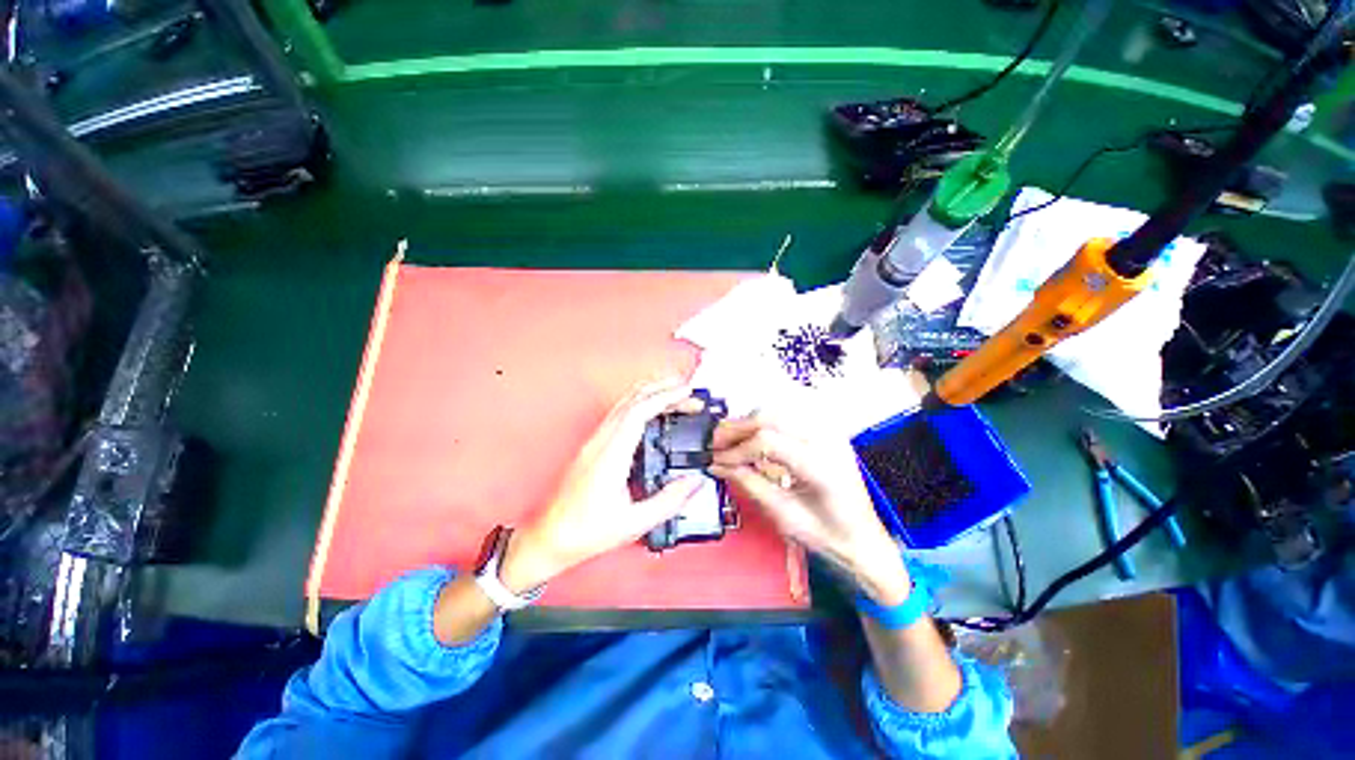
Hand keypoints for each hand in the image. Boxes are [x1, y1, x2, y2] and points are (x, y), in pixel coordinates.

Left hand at [500, 378, 705, 592]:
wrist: (549, 537)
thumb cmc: (584, 532)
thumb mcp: (634, 523)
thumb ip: (669, 501)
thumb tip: (694, 482)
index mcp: (610, 456)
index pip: (639, 412)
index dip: (665, 397)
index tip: (686, 393)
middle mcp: (600, 442)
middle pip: (631, 400)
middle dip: (661, 389)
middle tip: (687, 391)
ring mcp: (594, 442)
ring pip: (623, 404)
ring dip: (649, 393)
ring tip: (672, 392)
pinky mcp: (593, 446)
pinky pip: (618, 414)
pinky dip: (638, 404)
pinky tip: (649, 411)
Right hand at [709, 416, 910, 605]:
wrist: (864, 538)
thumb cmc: (828, 535)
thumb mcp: (784, 516)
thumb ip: (750, 484)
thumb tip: (719, 465)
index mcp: (822, 466)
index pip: (767, 441)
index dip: (736, 449)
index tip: (716, 460)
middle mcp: (828, 440)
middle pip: (771, 416)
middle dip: (737, 428)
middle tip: (715, 443)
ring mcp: (830, 431)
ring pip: (778, 410)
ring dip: (749, 422)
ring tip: (730, 438)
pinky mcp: (826, 430)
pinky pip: (789, 414)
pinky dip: (765, 421)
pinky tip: (753, 435)